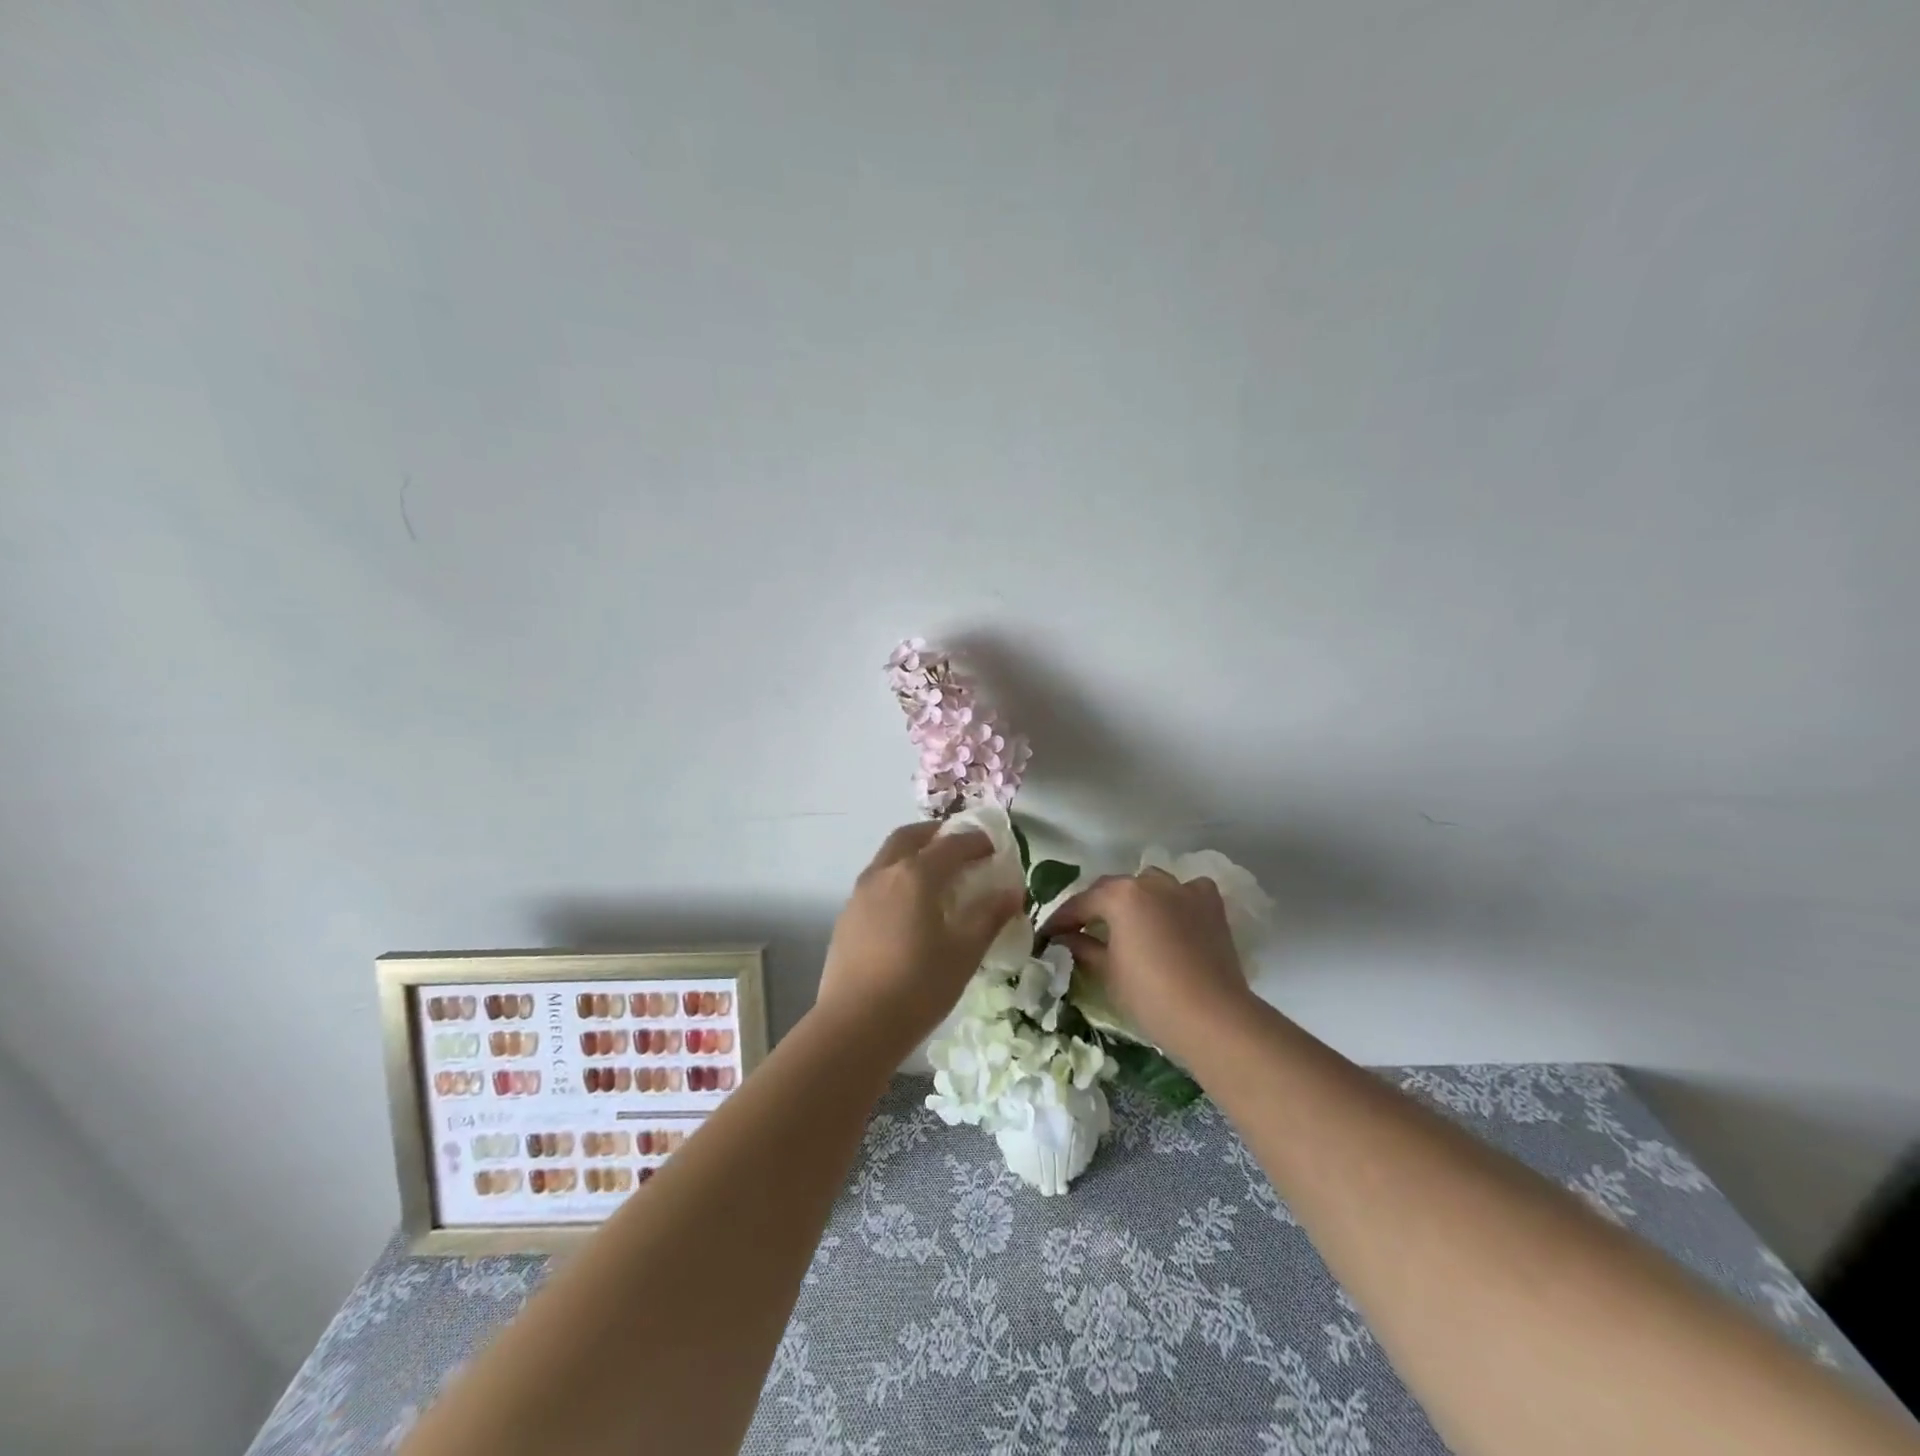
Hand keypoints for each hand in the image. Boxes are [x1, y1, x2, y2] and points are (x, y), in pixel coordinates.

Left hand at [815, 822, 1024, 1049]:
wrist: (855, 1025)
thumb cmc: (918, 986)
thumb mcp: (965, 952)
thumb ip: (989, 916)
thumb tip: (1012, 892)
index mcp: (916, 874)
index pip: (951, 844)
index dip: (975, 841)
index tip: (993, 847)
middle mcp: (884, 873)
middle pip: (910, 836)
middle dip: (937, 834)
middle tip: (959, 846)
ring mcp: (860, 894)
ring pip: (888, 857)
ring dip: (913, 853)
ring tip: (936, 875)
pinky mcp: (847, 917)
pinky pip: (876, 881)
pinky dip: (897, 877)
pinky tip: (909, 907)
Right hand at [1044, 868, 1253, 1062]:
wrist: (1213, 1017)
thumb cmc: (1150, 995)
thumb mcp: (1107, 972)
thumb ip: (1082, 948)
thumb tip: (1065, 939)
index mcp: (1120, 895)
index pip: (1080, 903)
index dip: (1060, 921)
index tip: (1046, 936)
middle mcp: (1150, 881)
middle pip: (1113, 890)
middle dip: (1095, 908)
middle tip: (1080, 931)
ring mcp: (1184, 889)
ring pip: (1149, 886)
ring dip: (1134, 901)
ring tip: (1126, 924)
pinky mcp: (1210, 905)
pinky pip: (1186, 892)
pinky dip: (1174, 901)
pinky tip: (1171, 917)